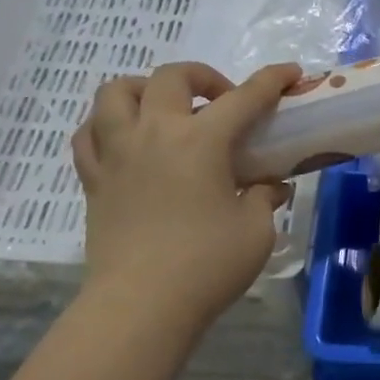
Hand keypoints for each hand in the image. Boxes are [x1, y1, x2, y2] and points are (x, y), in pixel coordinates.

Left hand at [71, 61, 301, 333]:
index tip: (290, 73)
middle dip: (203, 77)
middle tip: (222, 101)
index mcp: (200, 141)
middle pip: (172, 77)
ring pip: (116, 93)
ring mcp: (117, 154)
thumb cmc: (206, 266)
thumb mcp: (255, 232)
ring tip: (164, 109)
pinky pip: (88, 135)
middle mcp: (154, 134)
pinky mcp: (94, 180)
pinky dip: (107, 126)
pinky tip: (125, 140)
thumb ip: (265, 199)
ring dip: (144, 89)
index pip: (244, 98)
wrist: (141, 306)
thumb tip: (270, 187)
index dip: (271, 81)